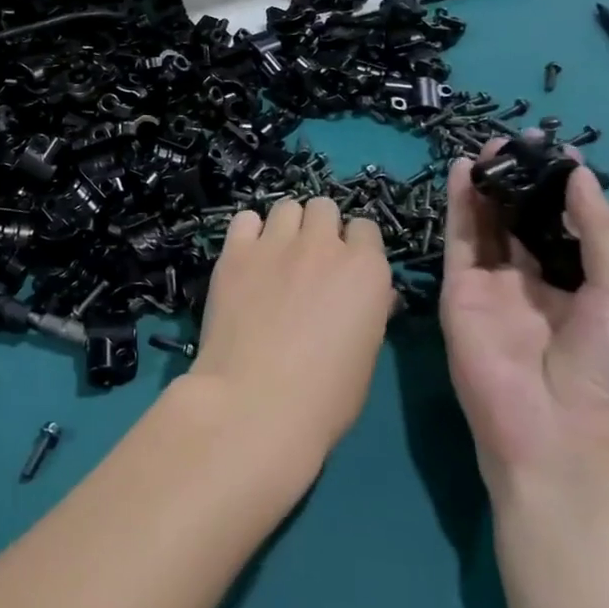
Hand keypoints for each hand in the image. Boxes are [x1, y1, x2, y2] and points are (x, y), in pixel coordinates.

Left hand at [191, 198, 394, 462]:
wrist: (255, 401)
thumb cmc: (325, 396)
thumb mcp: (366, 354)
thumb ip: (370, 311)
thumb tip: (373, 295)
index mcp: (366, 269)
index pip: (366, 228)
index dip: (355, 246)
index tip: (345, 268)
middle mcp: (324, 245)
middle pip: (324, 208)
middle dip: (320, 227)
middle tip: (310, 259)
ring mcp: (276, 243)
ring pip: (287, 206)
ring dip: (287, 226)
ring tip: (277, 254)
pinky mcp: (235, 251)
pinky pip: (246, 219)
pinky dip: (249, 232)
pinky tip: (247, 257)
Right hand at [438, 146, 608, 504]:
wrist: (557, 436)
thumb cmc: (607, 372)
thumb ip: (599, 233)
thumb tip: (582, 174)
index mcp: (576, 287)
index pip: (563, 227)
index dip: (560, 190)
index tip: (559, 151)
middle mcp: (531, 281)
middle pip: (520, 220)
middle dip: (519, 181)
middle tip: (517, 143)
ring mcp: (491, 284)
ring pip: (486, 223)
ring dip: (487, 185)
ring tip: (491, 148)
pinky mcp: (458, 289)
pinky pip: (459, 239)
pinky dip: (460, 204)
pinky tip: (466, 172)